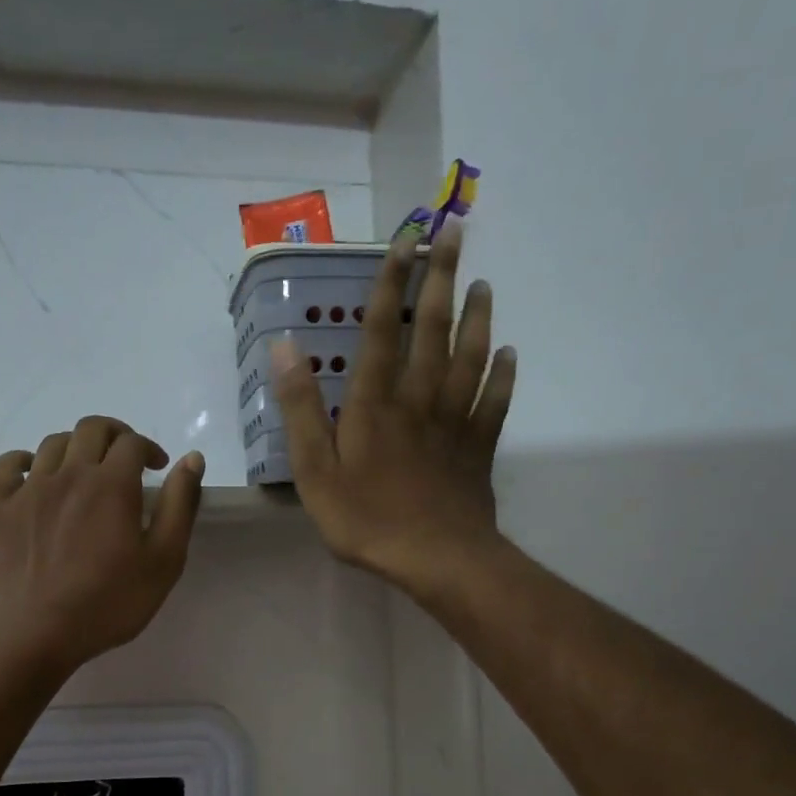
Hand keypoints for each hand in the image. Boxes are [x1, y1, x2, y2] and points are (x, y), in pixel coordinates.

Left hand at [0, 416, 204, 670]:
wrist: (35, 634)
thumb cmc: (108, 602)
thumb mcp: (164, 560)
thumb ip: (180, 505)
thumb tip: (192, 459)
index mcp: (112, 484)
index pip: (132, 443)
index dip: (149, 448)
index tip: (158, 468)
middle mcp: (69, 474)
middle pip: (92, 429)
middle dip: (115, 435)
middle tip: (126, 459)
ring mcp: (30, 488)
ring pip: (53, 443)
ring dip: (76, 446)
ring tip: (86, 469)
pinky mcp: (0, 507)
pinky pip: (7, 465)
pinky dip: (24, 459)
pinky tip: (35, 472)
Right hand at [272, 220, 514, 601]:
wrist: (437, 559)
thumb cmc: (366, 518)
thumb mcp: (314, 470)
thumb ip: (301, 409)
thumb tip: (286, 348)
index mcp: (376, 402)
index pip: (383, 330)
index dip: (391, 283)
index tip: (404, 241)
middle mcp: (419, 399)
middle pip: (434, 330)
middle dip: (442, 280)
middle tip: (454, 236)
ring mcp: (454, 421)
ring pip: (471, 357)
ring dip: (478, 317)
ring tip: (483, 284)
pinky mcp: (478, 446)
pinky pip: (495, 401)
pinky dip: (503, 375)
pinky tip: (509, 354)